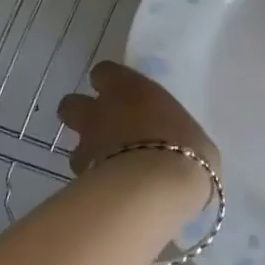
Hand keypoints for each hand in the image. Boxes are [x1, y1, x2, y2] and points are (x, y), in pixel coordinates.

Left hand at [56, 61, 218, 183]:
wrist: (157, 189)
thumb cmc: (186, 150)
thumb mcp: (193, 136)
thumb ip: (175, 134)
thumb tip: (179, 147)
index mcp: (131, 89)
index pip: (104, 72)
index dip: (109, 83)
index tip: (122, 95)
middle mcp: (102, 111)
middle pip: (71, 104)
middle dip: (83, 116)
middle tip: (106, 130)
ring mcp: (87, 145)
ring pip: (73, 145)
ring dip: (88, 153)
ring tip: (110, 168)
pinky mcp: (80, 178)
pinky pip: (82, 177)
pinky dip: (92, 182)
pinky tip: (112, 192)